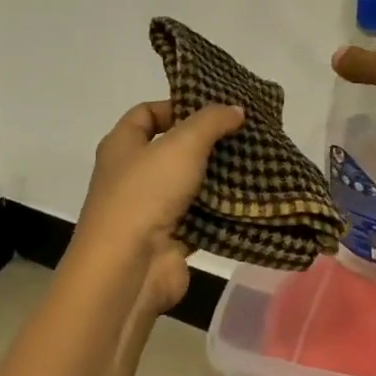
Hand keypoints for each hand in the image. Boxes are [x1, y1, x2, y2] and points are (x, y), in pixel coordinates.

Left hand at [72, 100, 244, 315]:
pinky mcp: (169, 238)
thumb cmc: (146, 194)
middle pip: (171, 148)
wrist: (128, 270)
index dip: (177, 105)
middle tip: (244, 133)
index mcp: (122, 145)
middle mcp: (131, 174)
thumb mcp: (182, 144)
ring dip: (217, 176)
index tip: (214, 109)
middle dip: (206, 141)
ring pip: (188, 183)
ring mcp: (149, 209)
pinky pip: (199, 216)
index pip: (146, 113)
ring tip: (254, 162)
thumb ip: (211, 121)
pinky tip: (248, 197)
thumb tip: (236, 109)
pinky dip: (220, 210)